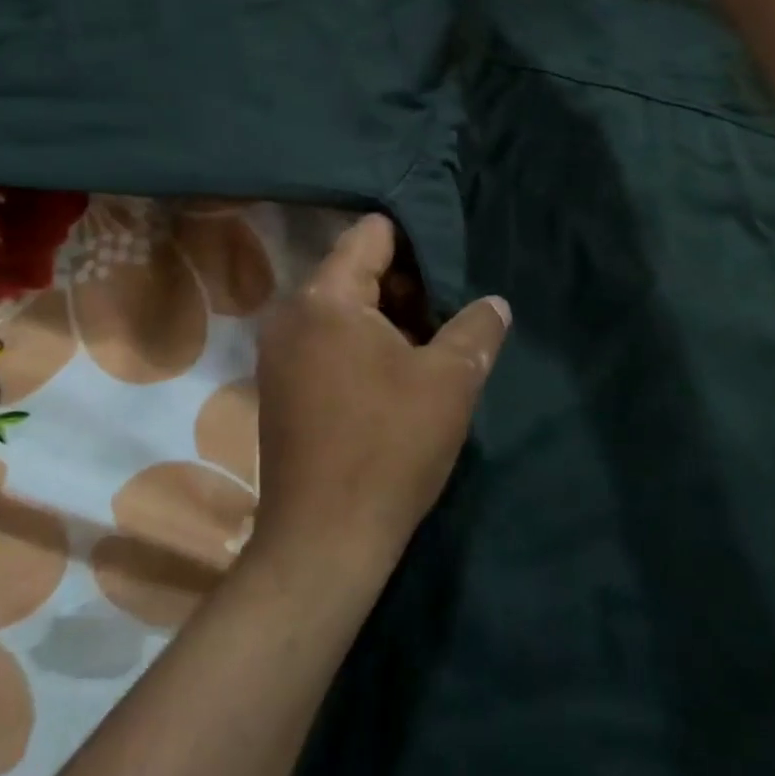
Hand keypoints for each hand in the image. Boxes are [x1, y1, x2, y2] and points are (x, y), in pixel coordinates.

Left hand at [250, 214, 510, 579]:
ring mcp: (280, 352)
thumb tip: (494, 303)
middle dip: (407, 286)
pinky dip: (363, 344)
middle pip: (356, 270)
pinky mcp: (281, 386)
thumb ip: (477, 328)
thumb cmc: (390, 447)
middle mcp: (292, 314)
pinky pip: (328, 340)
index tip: (453, 265)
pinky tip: (398, 376)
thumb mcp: (450, 381)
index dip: (417, 241)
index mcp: (326, 298)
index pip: (372, 234)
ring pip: (344, 309)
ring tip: (433, 346)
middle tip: (451, 313)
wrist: (324, 540)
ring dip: (388, 319)